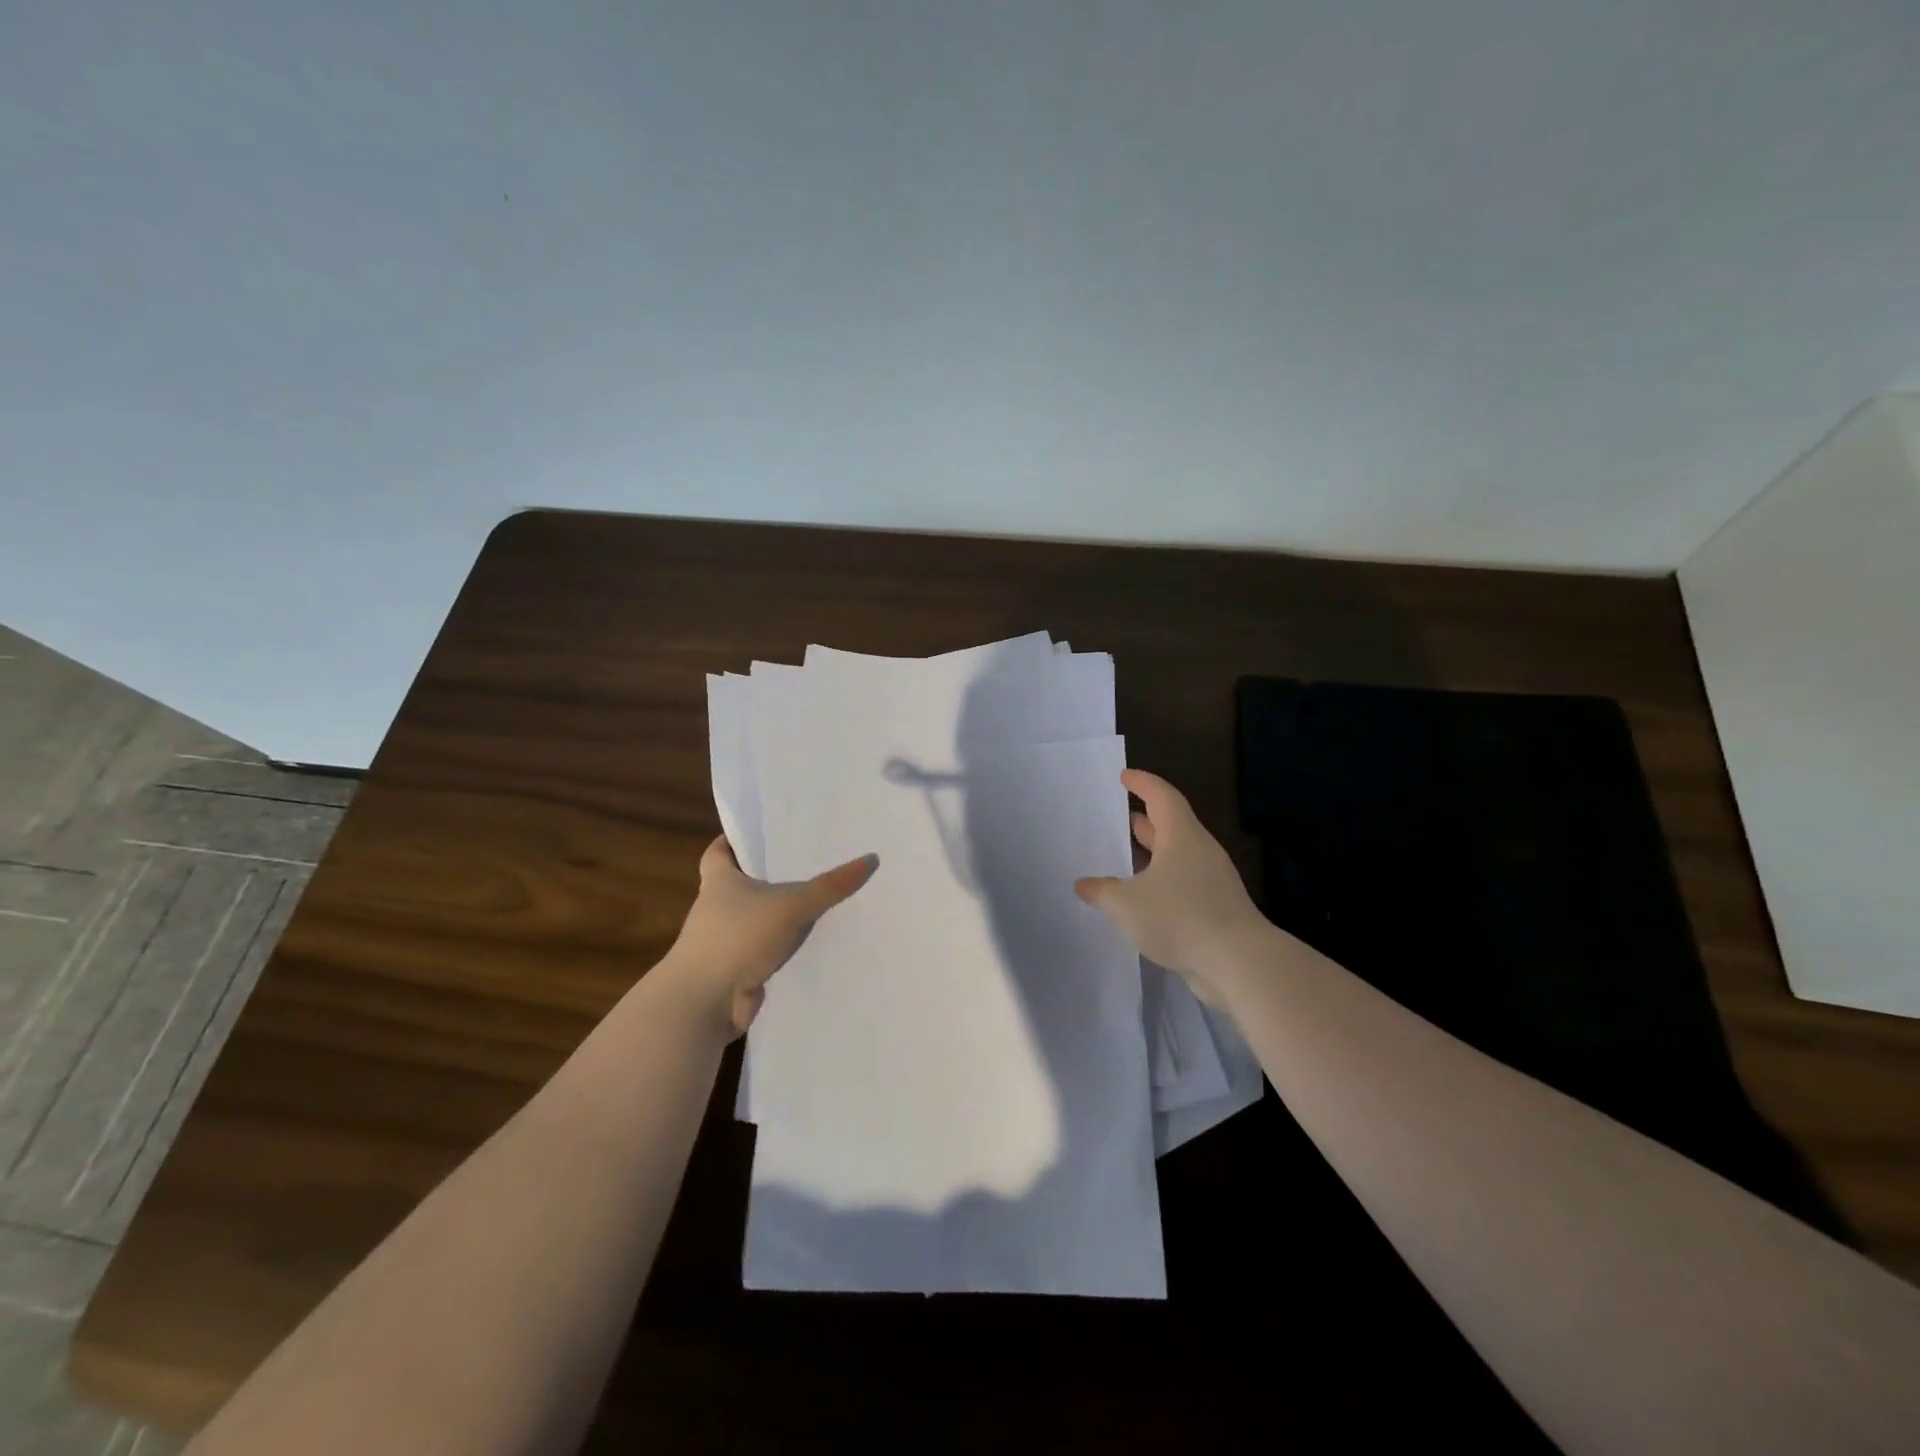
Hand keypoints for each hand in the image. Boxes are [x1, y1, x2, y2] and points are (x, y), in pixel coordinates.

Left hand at [656, 836, 877, 1037]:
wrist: (705, 1001)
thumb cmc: (738, 937)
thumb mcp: (792, 904)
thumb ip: (831, 885)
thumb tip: (871, 858)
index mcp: (719, 881)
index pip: (719, 852)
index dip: (734, 841)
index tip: (757, 836)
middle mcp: (716, 909)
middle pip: (741, 885)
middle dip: (767, 878)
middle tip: (806, 864)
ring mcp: (724, 942)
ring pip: (756, 921)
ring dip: (778, 917)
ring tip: (819, 903)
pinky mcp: (736, 971)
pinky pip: (764, 953)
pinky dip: (783, 950)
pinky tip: (813, 945)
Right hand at [1074, 770, 1267, 1007]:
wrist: (1239, 963)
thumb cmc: (1180, 917)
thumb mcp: (1127, 903)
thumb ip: (1102, 891)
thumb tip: (1083, 884)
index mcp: (1182, 836)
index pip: (1162, 796)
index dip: (1143, 784)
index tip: (1124, 777)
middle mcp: (1200, 852)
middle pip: (1172, 825)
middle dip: (1145, 821)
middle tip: (1119, 818)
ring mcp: (1212, 881)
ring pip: (1178, 857)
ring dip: (1153, 855)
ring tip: (1126, 859)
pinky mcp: (1217, 909)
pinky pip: (1184, 884)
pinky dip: (1162, 883)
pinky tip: (1143, 899)